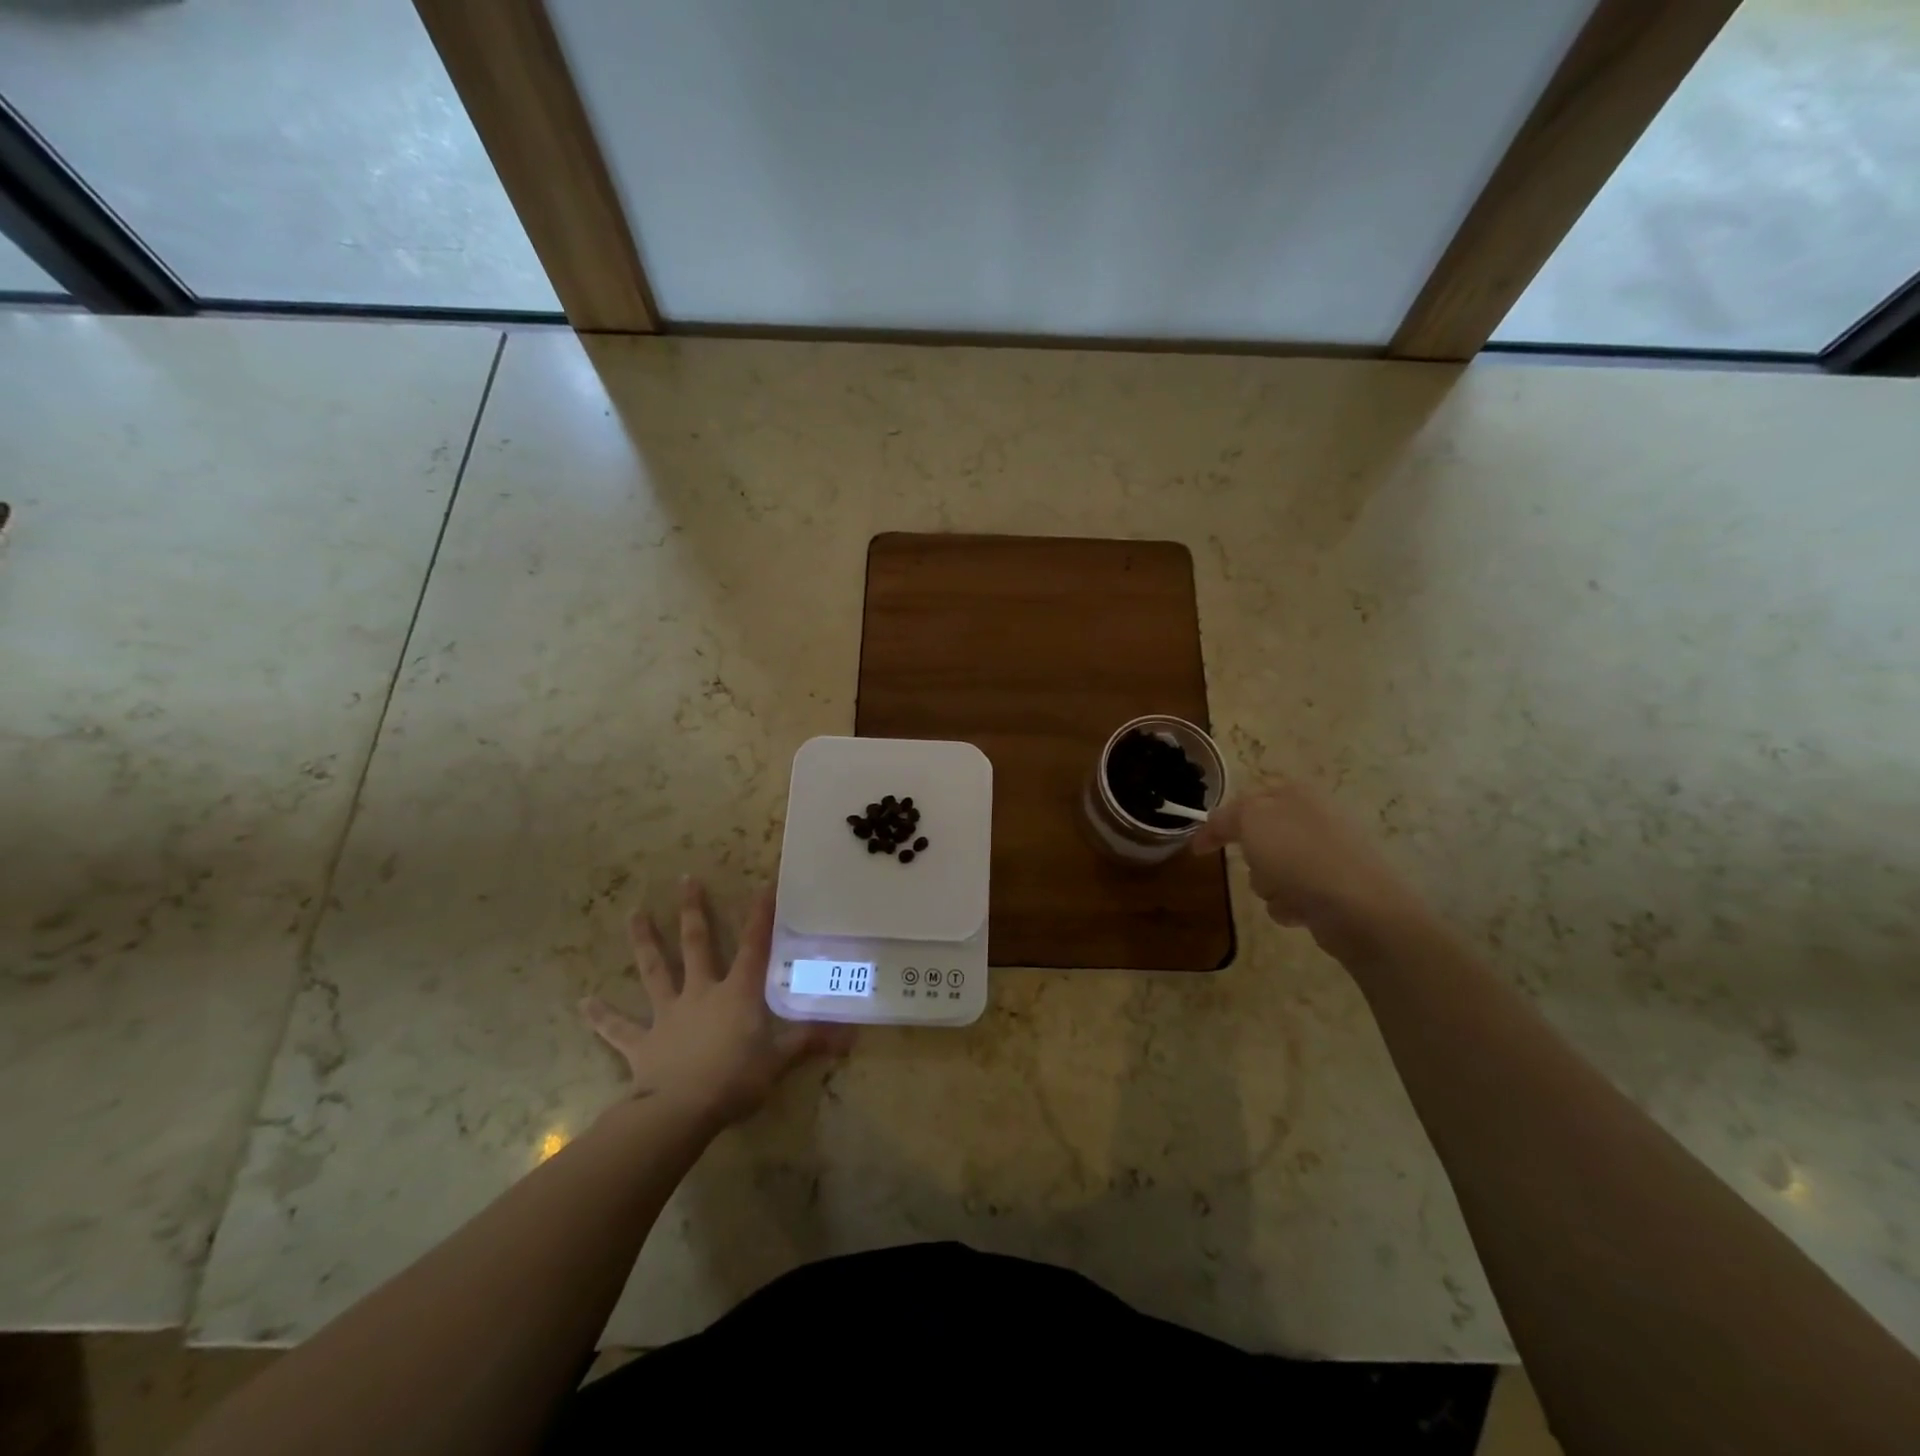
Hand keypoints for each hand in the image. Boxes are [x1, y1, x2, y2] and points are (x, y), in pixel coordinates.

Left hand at [580, 877, 852, 1129]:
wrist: (680, 1111)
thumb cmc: (735, 1080)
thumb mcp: (779, 1061)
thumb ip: (810, 1042)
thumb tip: (851, 1037)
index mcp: (737, 993)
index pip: (754, 946)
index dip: (761, 916)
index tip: (763, 884)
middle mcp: (701, 992)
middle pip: (697, 944)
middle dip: (692, 911)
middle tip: (684, 879)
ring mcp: (668, 1014)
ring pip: (654, 971)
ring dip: (644, 942)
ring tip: (632, 914)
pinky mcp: (642, 1042)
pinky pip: (619, 1028)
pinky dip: (601, 1016)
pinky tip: (582, 1003)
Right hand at [1192, 783, 1429, 965]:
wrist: (1360, 908)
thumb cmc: (1300, 856)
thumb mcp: (1251, 821)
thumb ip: (1227, 816)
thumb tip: (1215, 824)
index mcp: (1295, 793)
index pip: (1245, 801)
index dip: (1219, 823)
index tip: (1198, 849)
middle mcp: (1312, 818)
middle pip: (1258, 838)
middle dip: (1251, 857)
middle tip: (1255, 863)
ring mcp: (1326, 854)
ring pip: (1271, 870)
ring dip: (1268, 885)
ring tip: (1284, 892)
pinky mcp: (1334, 888)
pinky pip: (1292, 895)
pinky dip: (1289, 905)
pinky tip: (1300, 910)